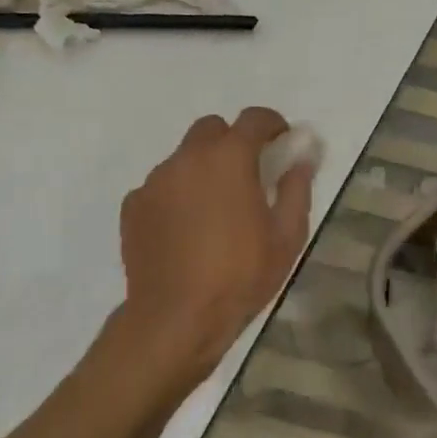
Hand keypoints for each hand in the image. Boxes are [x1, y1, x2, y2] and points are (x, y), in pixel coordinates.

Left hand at [113, 108, 313, 396]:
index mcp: (230, 158)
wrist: (175, 319)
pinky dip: (176, 195)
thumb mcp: (287, 237)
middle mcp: (188, 158)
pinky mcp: (133, 205)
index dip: (272, 123)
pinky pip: (160, 186)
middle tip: (246, 174)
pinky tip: (184, 230)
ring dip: (202, 169)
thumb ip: (296, 189)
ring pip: (184, 158)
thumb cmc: (240, 276)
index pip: (254, 118)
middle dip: (231, 141)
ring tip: (213, 210)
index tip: (281, 141)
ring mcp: (155, 180)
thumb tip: (302, 158)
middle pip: (212, 129)